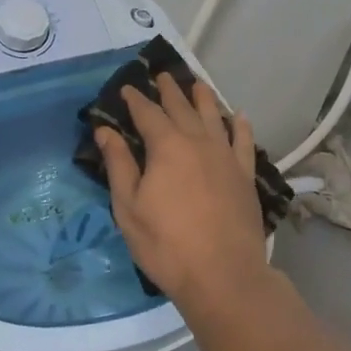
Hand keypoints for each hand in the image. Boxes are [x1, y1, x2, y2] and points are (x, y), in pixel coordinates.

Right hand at [94, 74, 268, 311]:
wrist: (223, 275)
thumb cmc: (166, 244)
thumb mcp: (128, 207)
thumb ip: (118, 164)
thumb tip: (105, 130)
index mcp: (167, 146)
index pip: (147, 113)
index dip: (136, 99)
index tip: (128, 88)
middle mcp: (198, 141)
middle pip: (182, 107)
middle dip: (169, 90)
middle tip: (162, 75)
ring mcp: (226, 157)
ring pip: (214, 116)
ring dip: (203, 98)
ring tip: (197, 84)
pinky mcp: (245, 175)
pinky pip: (244, 141)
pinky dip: (240, 126)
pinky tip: (239, 117)